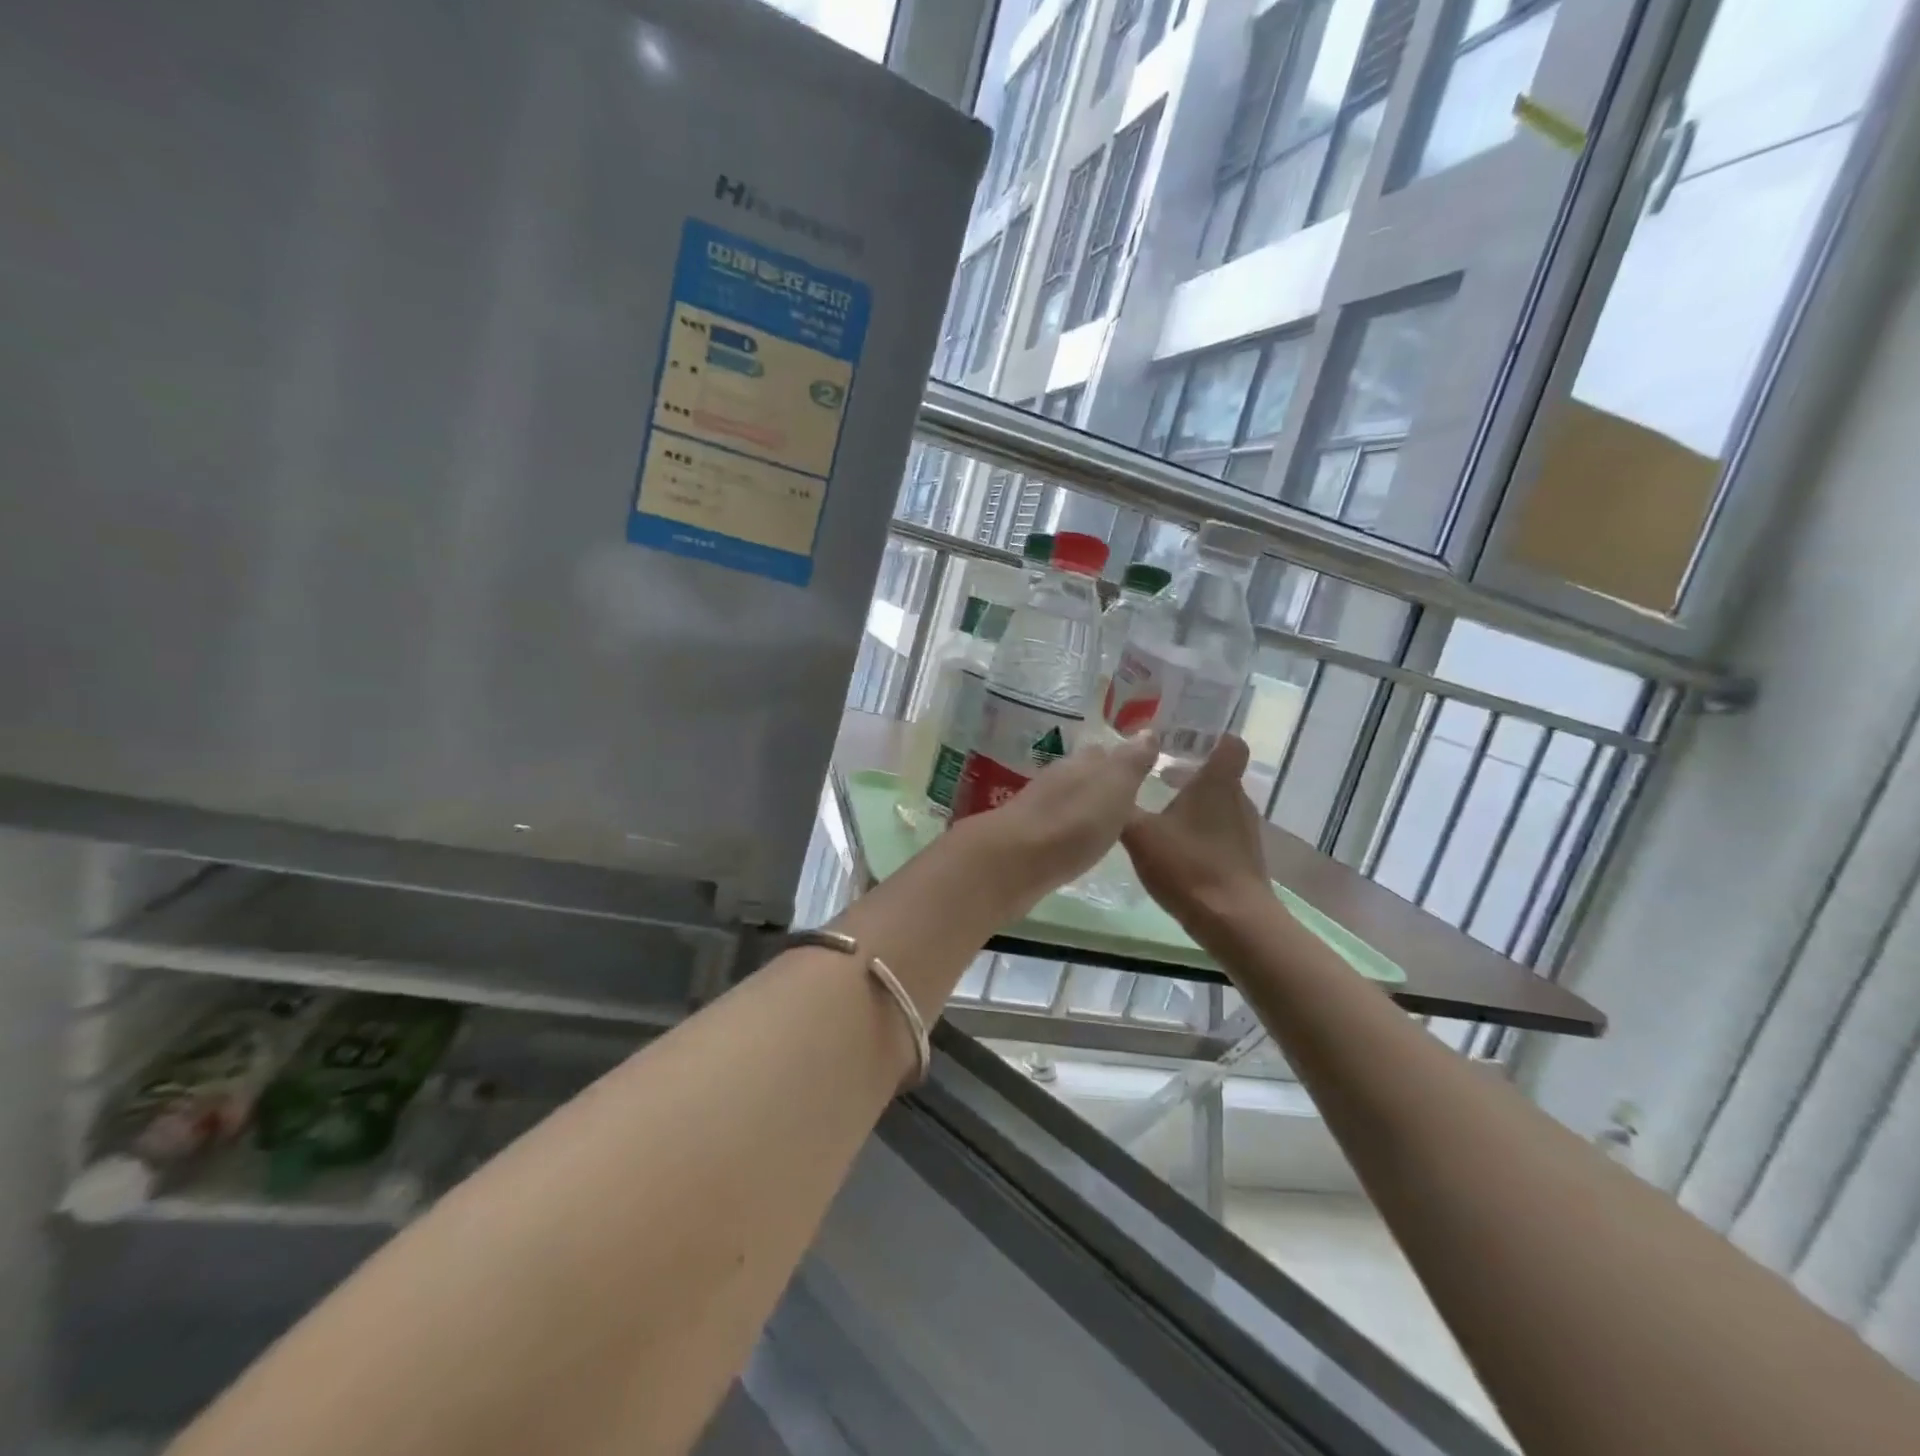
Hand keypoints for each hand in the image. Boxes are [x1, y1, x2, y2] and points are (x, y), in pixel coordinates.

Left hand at [956, 731, 1159, 914]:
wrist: (1015, 861)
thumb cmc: (1074, 821)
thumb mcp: (1115, 786)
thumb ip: (1131, 761)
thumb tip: (1147, 731)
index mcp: (1080, 763)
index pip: (1103, 753)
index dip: (1122, 759)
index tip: (1141, 769)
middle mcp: (1057, 779)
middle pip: (1083, 774)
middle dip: (1102, 781)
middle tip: (1127, 797)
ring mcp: (1037, 808)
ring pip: (1067, 799)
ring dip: (1084, 806)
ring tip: (1106, 821)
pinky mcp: (1026, 838)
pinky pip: (1054, 825)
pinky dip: (1068, 829)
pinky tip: (1076, 842)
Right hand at [1122, 735, 1269, 929]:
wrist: (1234, 922)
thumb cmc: (1188, 866)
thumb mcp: (1140, 835)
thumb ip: (1122, 808)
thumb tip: (1105, 785)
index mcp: (1217, 783)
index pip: (1228, 743)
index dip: (1210, 736)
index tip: (1181, 737)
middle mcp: (1237, 799)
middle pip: (1218, 773)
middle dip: (1189, 771)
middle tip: (1155, 774)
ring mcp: (1244, 830)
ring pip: (1218, 803)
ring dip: (1192, 802)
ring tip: (1158, 810)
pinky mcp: (1243, 857)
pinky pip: (1220, 829)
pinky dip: (1199, 829)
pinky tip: (1173, 846)